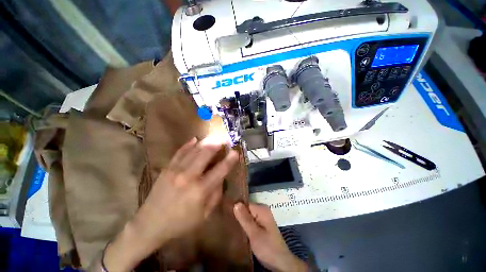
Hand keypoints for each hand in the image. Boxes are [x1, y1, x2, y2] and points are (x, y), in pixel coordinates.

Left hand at [103, 137, 237, 270]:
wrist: (150, 225)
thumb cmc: (181, 223)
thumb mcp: (205, 214)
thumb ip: (216, 194)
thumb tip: (221, 177)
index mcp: (200, 191)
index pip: (220, 170)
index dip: (229, 160)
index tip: (236, 152)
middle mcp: (188, 177)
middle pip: (206, 154)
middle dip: (217, 144)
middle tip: (225, 138)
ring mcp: (175, 170)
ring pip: (194, 151)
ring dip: (206, 142)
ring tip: (214, 136)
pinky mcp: (167, 169)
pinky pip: (179, 152)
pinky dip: (188, 145)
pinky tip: (195, 139)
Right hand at [234, 203, 307, 271]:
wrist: (280, 262)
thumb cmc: (267, 247)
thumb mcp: (254, 234)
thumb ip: (245, 219)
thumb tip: (236, 203)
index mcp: (261, 209)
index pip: (244, 204)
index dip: (236, 210)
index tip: (226, 216)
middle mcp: (262, 210)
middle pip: (246, 209)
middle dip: (237, 216)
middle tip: (227, 222)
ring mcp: (262, 217)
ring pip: (247, 215)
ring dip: (240, 221)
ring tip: (230, 226)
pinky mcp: (261, 224)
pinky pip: (250, 221)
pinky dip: (244, 225)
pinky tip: (238, 230)